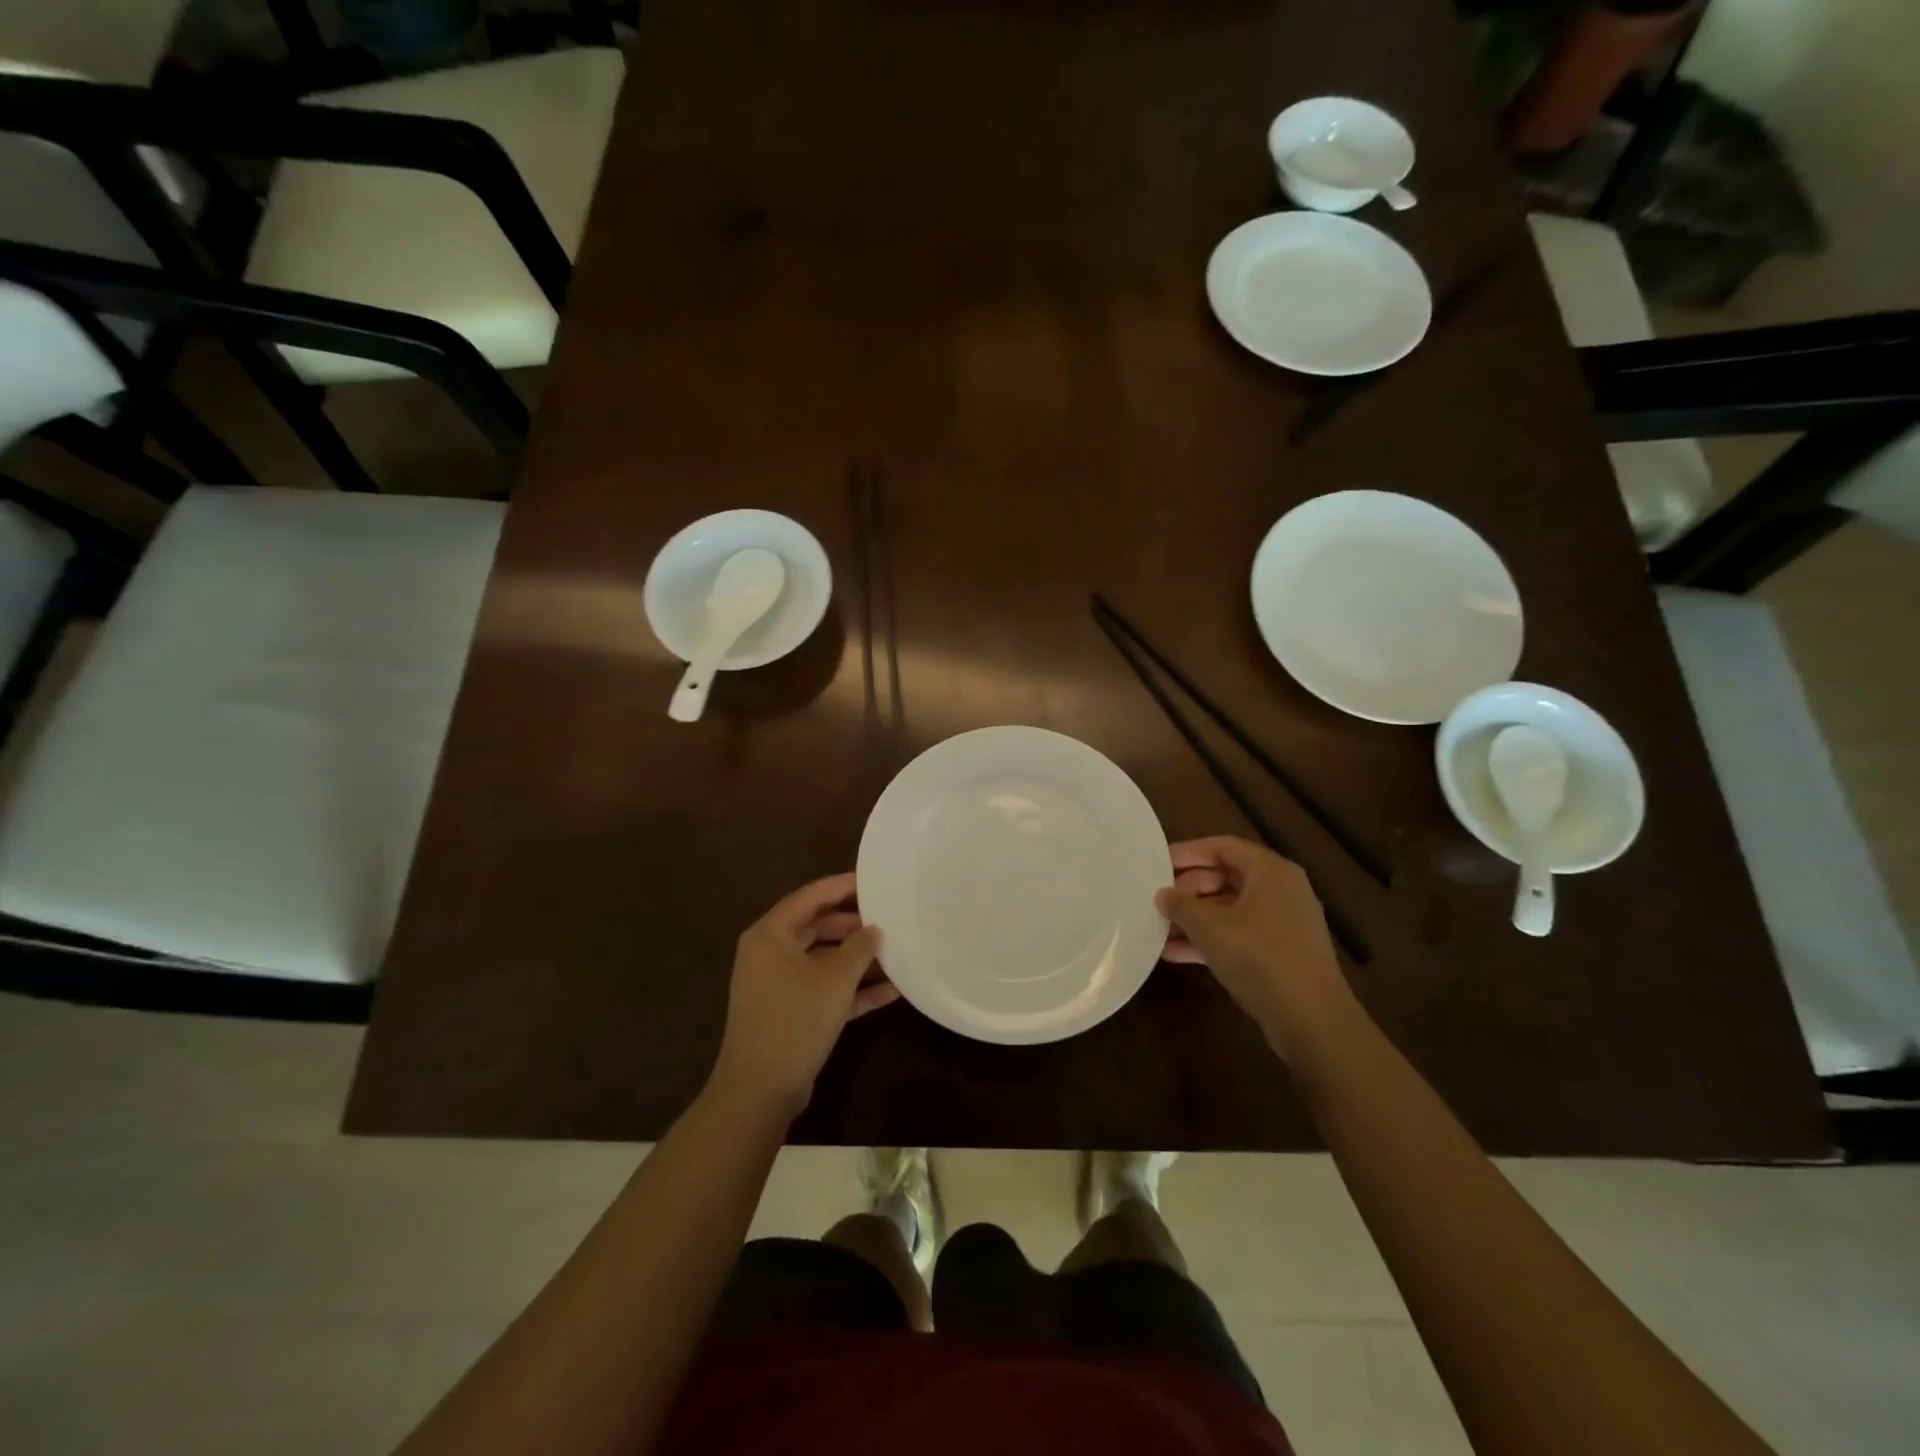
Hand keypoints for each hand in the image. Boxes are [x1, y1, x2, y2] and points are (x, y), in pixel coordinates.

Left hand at [711, 874, 895, 1114]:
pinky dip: (850, 989)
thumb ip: (859, 947)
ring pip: (822, 960)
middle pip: (816, 927)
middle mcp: (769, 953)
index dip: (842, 886)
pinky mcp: (788, 1013)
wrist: (761, 1089)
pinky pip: (822, 989)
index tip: (874, 880)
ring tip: (894, 952)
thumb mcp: (835, 978)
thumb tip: (873, 929)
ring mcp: (777, 985)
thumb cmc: (796, 1018)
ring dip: (856, 959)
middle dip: (853, 925)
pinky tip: (889, 992)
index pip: (810, 897)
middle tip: (888, 918)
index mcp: (771, 934)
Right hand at [1158, 836, 1355, 1055]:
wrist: (1311, 1020)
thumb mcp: (1210, 928)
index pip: (1223, 846)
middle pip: (1227, 877)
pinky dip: (1210, 940)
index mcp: (1270, 872)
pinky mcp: (1281, 954)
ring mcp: (1283, 924)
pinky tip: (1175, 954)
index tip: (1158, 863)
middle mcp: (1281, 890)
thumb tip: (1163, 894)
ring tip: (1159, 928)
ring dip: (1195, 918)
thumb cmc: (1259, 958)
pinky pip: (1239, 935)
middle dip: (1189, 889)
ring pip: (1230, 909)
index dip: (1188, 852)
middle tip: (1158, 899)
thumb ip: (1181, 905)